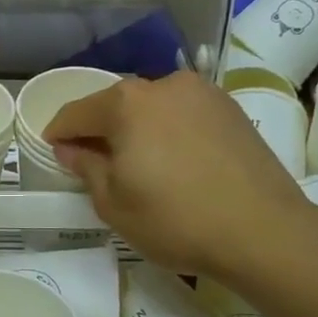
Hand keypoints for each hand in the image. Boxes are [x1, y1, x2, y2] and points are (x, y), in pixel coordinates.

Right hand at [43, 71, 310, 278]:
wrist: (264, 232)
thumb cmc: (175, 220)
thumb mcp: (113, 203)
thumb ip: (86, 167)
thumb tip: (72, 148)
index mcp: (126, 103)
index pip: (76, 112)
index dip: (58, 134)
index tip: (53, 152)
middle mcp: (163, 84)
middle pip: (116, 105)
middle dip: (101, 130)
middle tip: (96, 164)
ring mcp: (203, 93)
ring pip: (152, 107)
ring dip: (137, 129)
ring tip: (140, 166)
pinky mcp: (231, 109)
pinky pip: (183, 115)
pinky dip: (169, 132)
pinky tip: (176, 163)